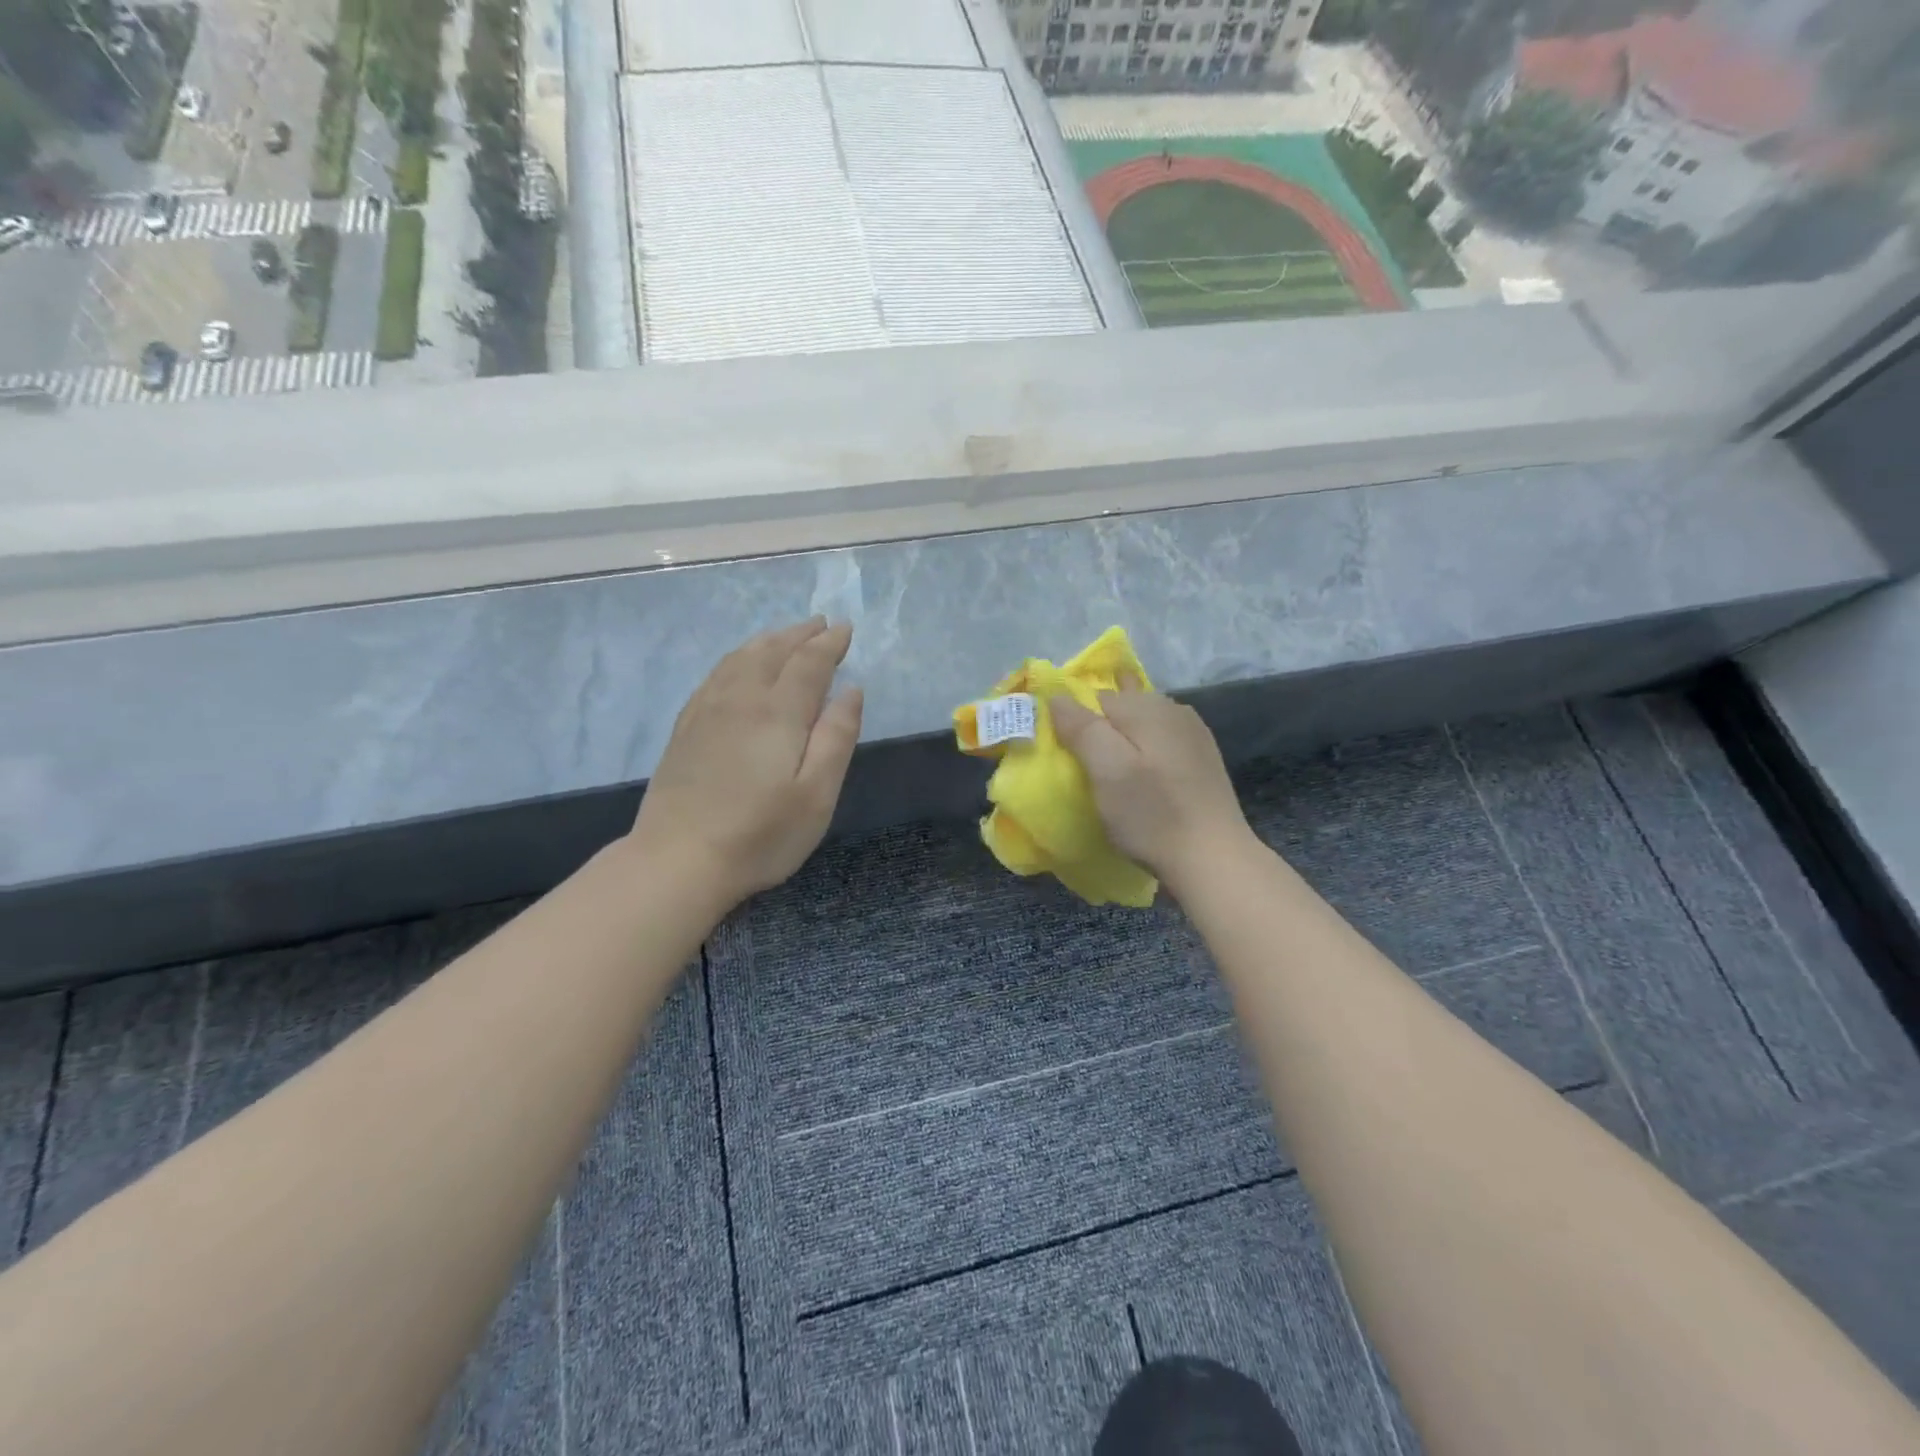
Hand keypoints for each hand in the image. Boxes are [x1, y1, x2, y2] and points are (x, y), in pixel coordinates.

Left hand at [629, 618, 862, 909]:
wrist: (679, 859)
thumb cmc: (761, 833)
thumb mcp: (817, 794)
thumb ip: (837, 737)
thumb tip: (851, 690)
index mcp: (779, 712)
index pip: (809, 662)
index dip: (829, 643)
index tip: (845, 628)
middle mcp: (742, 699)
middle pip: (773, 651)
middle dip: (800, 634)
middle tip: (821, 624)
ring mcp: (708, 710)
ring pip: (741, 658)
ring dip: (768, 640)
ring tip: (785, 636)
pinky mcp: (686, 727)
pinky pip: (715, 674)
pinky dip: (737, 658)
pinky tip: (739, 665)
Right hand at [1050, 679, 1254, 896]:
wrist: (1214, 859)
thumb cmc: (1152, 815)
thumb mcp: (1107, 770)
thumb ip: (1081, 727)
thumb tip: (1057, 696)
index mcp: (1147, 706)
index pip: (1094, 696)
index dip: (1074, 720)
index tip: (1065, 753)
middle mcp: (1173, 708)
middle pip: (1120, 707)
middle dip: (1099, 729)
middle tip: (1085, 769)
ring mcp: (1193, 733)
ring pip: (1141, 726)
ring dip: (1122, 743)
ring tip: (1110, 776)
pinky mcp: (1202, 758)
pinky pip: (1160, 742)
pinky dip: (1144, 755)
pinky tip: (1141, 780)